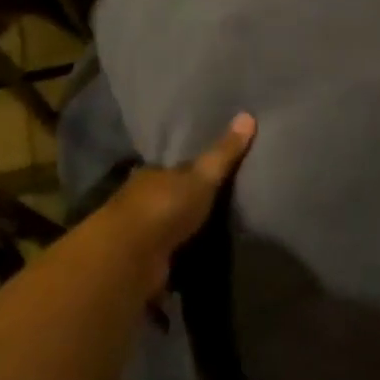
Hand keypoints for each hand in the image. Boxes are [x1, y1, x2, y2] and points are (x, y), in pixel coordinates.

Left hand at [95, 113, 256, 271]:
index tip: (211, 172)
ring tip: (213, 234)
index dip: (192, 170)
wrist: (130, 258)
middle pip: (169, 198)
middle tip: (218, 204)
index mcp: (152, 175)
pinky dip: (179, 257)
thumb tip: (248, 115)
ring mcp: (140, 234)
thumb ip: (224, 153)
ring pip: (167, 228)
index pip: (174, 168)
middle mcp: (141, 201)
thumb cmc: (165, 208)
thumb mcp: (202, 177)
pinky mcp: (143, 264)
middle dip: (187, 202)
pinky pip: (168, 256)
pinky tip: (196, 260)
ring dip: (182, 232)